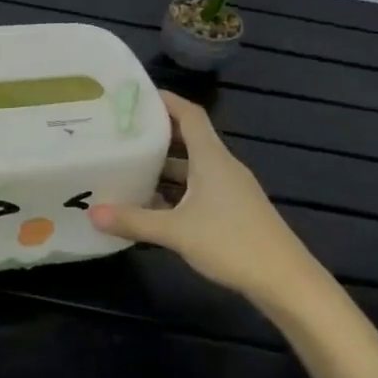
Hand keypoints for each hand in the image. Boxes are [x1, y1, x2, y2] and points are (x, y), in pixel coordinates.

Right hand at [89, 90, 326, 307]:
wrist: (286, 281)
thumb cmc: (232, 243)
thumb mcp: (176, 231)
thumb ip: (134, 220)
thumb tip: (92, 213)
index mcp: (212, 158)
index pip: (189, 114)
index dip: (166, 101)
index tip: (136, 96)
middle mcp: (222, 167)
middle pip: (188, 139)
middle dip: (157, 135)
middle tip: (121, 133)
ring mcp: (231, 190)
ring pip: (192, 168)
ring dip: (164, 167)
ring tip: (129, 168)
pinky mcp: (234, 211)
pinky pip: (199, 189)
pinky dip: (176, 191)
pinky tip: (154, 206)